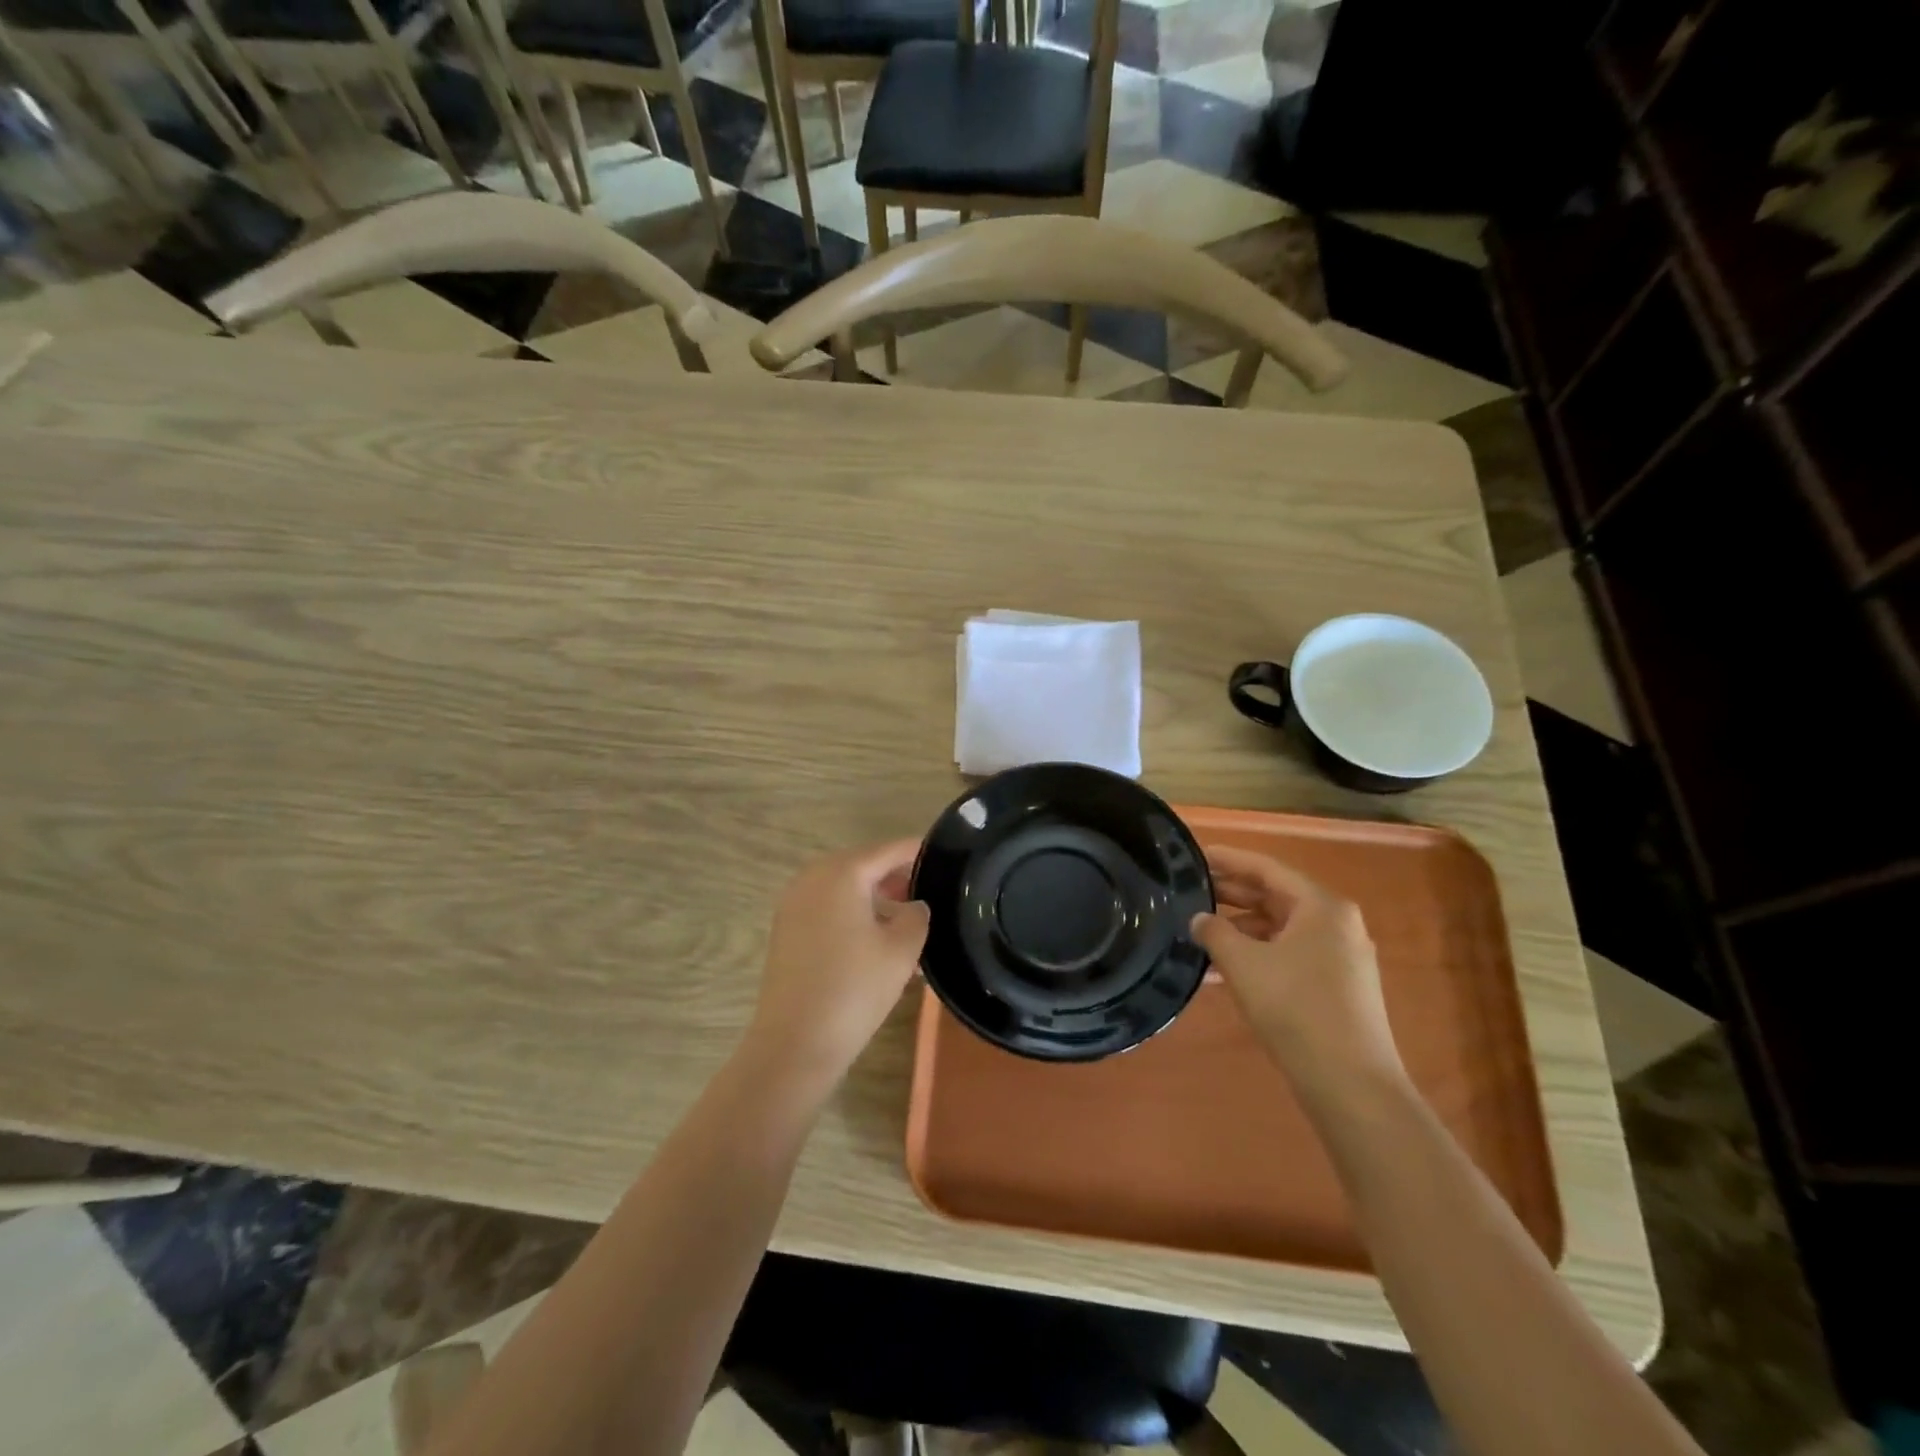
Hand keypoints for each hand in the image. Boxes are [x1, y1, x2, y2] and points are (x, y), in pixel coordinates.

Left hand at [745, 839, 929, 1086]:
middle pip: (864, 865)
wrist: (795, 1043)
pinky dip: (854, 914)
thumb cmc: (854, 989)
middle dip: (897, 877)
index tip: (946, 858)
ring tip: (908, 923)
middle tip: (930, 894)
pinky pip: (828, 908)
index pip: (889, 850)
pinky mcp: (786, 930)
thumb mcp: (902, 949)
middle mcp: (812, 878)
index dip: (918, 852)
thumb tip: (914, 905)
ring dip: (876, 898)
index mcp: (841, 873)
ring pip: (845, 888)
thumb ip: (917, 915)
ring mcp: (794, 904)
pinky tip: (877, 942)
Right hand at [1192, 845, 1403, 1089]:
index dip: (1228, 860)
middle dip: (1230, 895)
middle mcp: (1336, 923)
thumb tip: (1199, 919)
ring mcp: (1339, 957)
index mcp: (1321, 906)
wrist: (1351, 1084)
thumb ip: (1214, 932)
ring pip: (1279, 929)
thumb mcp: (1243, 963)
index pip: (1267, 868)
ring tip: (1197, 935)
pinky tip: (1220, 973)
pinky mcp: (1336, 987)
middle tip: (1188, 892)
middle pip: (1275, 897)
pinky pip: (1287, 956)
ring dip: (1239, 931)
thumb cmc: (1295, 1008)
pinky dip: (1255, 956)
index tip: (1195, 855)